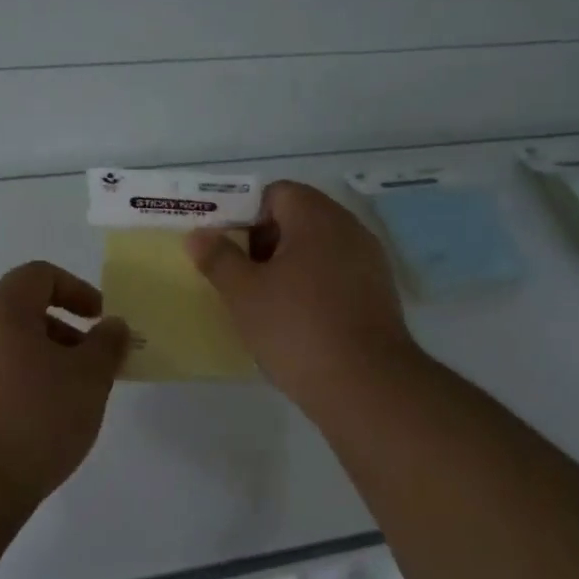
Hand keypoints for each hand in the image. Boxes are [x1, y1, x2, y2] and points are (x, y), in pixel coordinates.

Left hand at [0, 261, 129, 503]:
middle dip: (61, 334)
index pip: (39, 275)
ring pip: (1, 349)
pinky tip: (30, 429)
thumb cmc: (31, 419)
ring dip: (37, 364)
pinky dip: (12, 389)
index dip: (76, 290)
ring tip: (63, 404)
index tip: (100, 322)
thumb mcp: (88, 379)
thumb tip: (112, 326)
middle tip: (88, 369)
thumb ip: (107, 345)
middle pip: (19, 312)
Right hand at [186, 181, 418, 407]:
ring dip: (290, 266)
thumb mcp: (244, 293)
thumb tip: (198, 234)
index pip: (277, 193)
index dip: (247, 214)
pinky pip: (338, 275)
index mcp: (316, 217)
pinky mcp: (380, 294)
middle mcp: (349, 228)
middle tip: (242, 276)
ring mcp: (370, 262)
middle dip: (266, 242)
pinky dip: (315, 287)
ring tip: (266, 301)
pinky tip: (298, 321)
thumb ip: (218, 258)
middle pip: (299, 218)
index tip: (230, 248)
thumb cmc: (296, 328)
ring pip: (319, 249)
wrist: (366, 385)